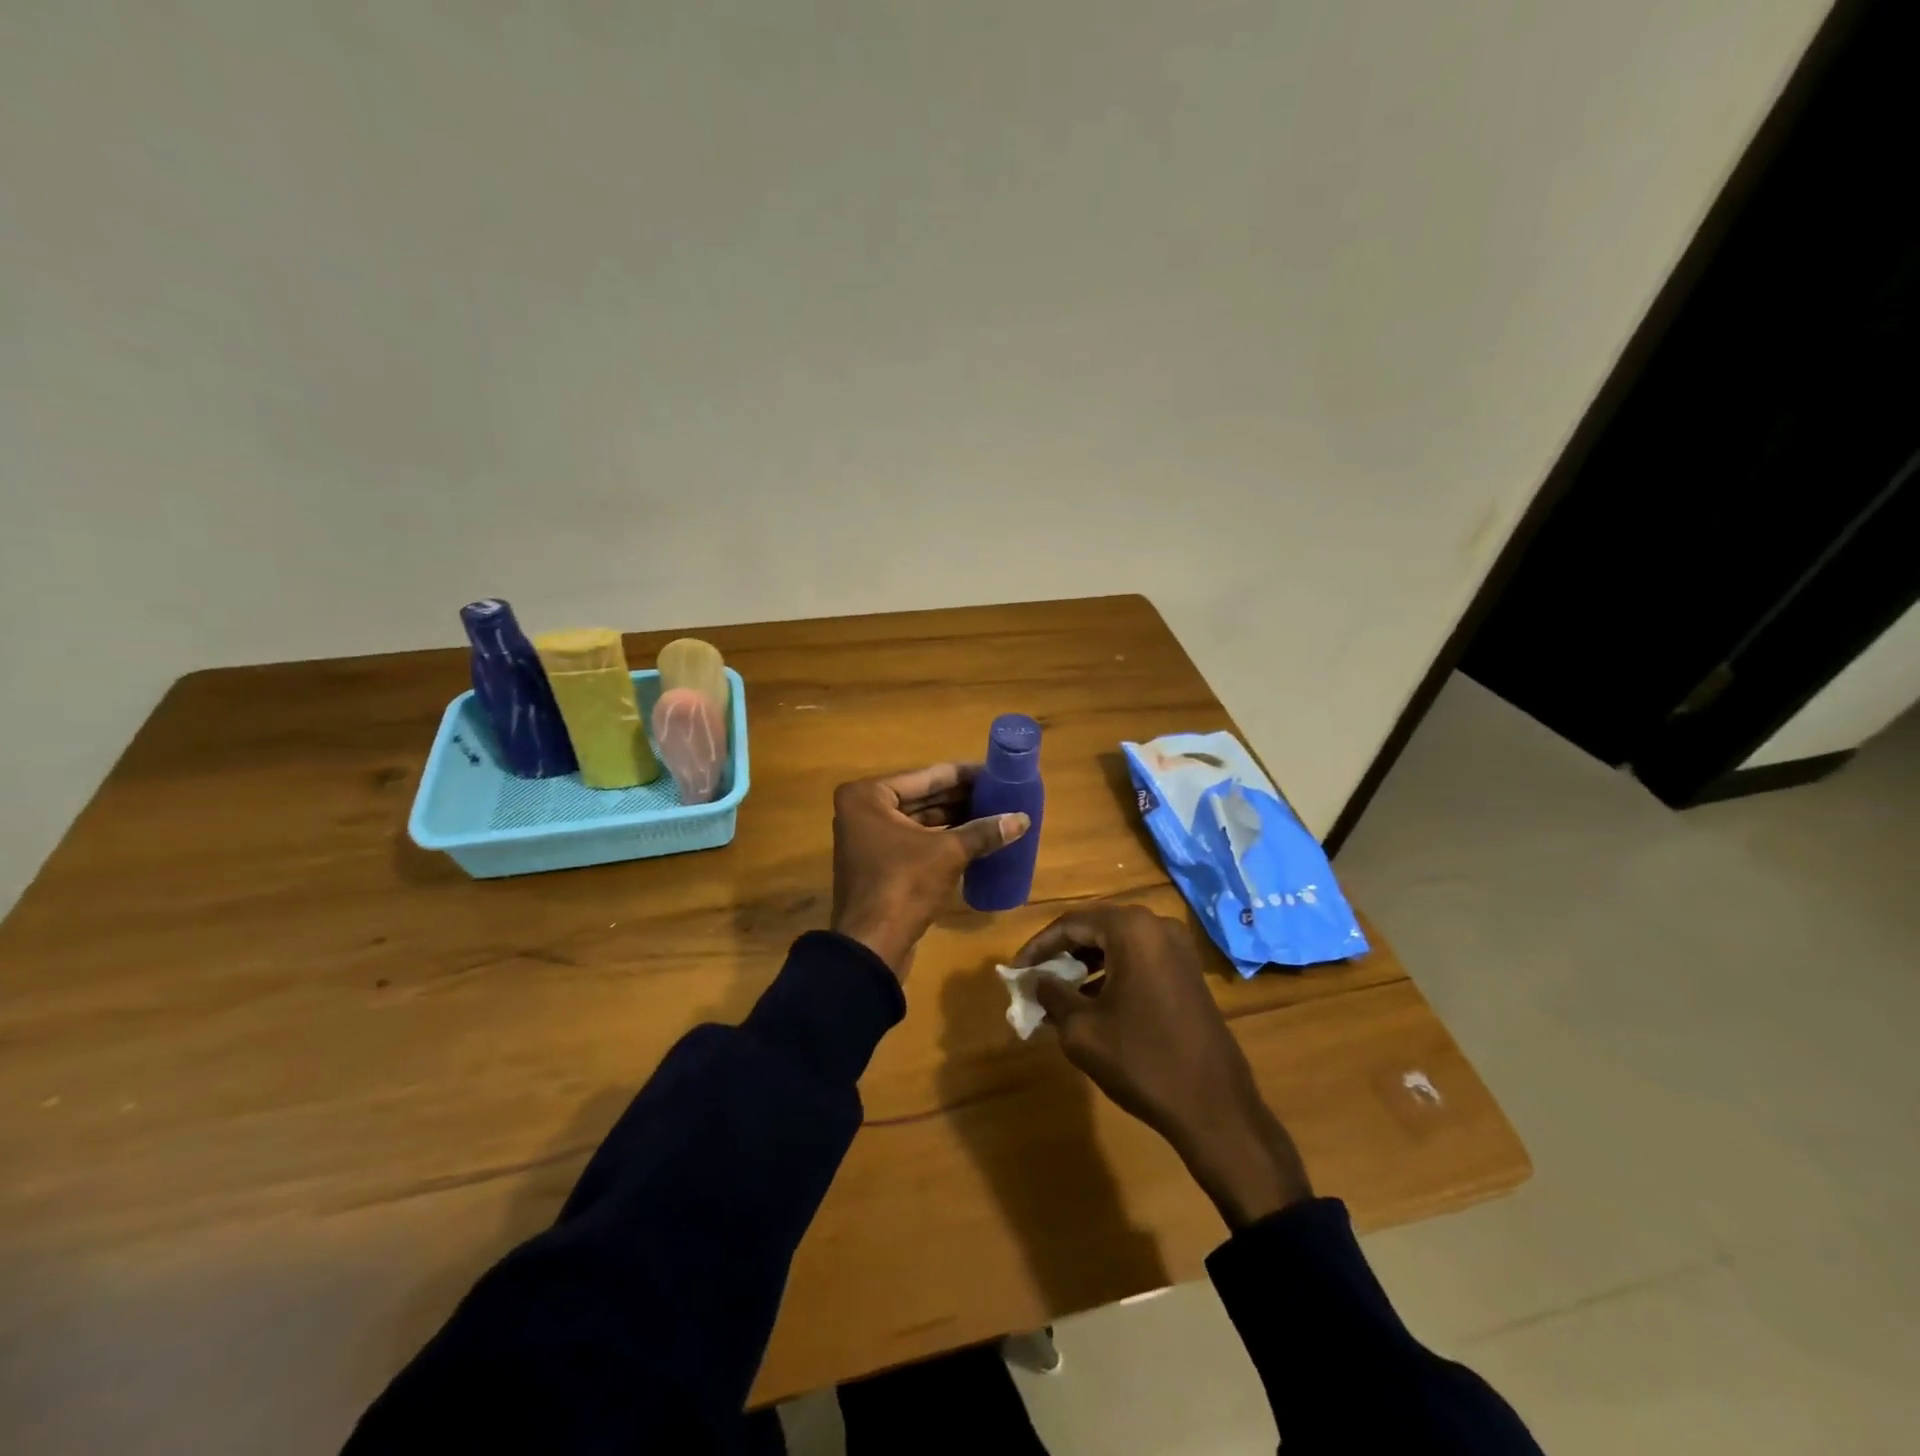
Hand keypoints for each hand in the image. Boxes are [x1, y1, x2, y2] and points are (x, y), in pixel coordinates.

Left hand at [831, 764, 1030, 977]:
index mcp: (868, 796)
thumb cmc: (904, 885)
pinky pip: (914, 840)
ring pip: (918, 820)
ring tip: (992, 813)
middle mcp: (862, 810)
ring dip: (953, 818)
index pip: (926, 777)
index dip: (963, 775)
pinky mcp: (877, 863)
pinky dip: (940, 838)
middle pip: (921, 797)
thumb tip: (1022, 819)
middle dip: (960, 797)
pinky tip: (973, 837)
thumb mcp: (948, 853)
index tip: (995, 772)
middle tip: (999, 793)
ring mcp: (867, 838)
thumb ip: (984, 832)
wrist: (872, 946)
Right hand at [1016, 903, 1312, 1227]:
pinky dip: (1111, 973)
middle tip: (1035, 978)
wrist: (1214, 1107)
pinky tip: (1093, 1002)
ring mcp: (1178, 948)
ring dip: (1085, 964)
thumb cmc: (1141, 1060)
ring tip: (1058, 993)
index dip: (1038, 947)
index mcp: (1131, 929)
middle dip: (1061, 953)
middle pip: (1095, 928)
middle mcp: (1157, 926)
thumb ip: (1052, 995)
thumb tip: (1035, 980)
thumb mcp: (1082, 1029)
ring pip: (1118, 944)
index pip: (1070, 924)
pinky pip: (1139, 960)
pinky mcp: (1188, 972)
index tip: (1015, 972)